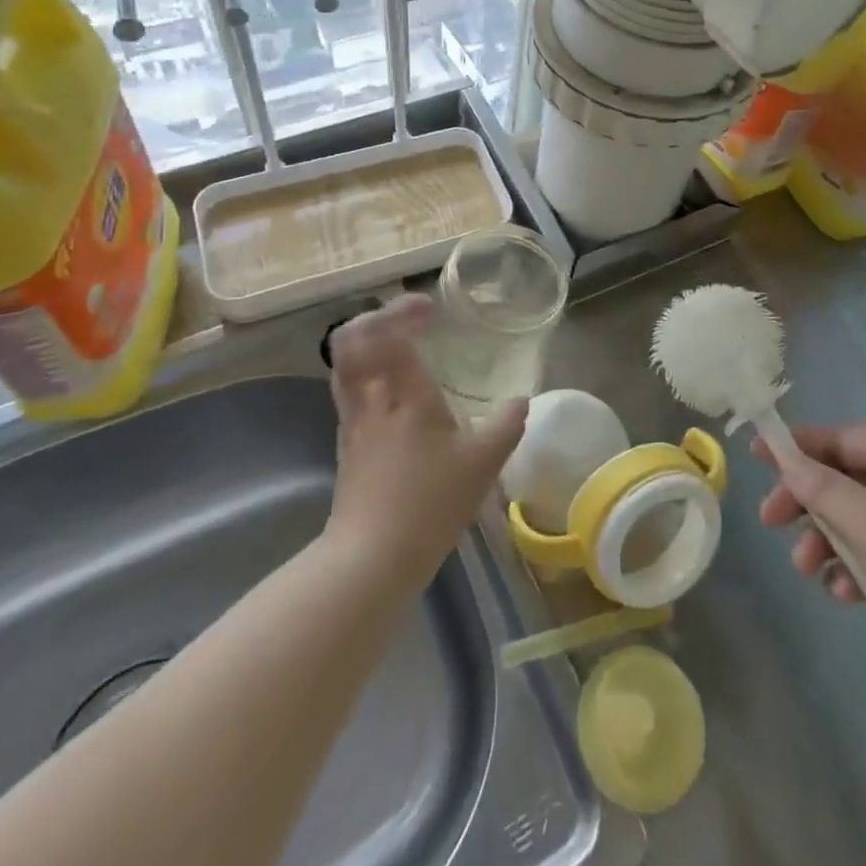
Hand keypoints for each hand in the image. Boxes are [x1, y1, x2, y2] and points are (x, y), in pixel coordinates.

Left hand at [326, 294, 526, 584]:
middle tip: (407, 319)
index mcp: (404, 393)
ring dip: (366, 344)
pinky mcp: (345, 443)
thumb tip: (521, 400)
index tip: (429, 308)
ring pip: (344, 364)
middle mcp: (371, 398)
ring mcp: (352, 420)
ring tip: (396, 345)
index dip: (404, 311)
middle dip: (376, 318)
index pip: (391, 333)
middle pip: (352, 340)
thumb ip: (507, 425)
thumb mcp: (483, 464)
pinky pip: (347, 389)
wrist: (372, 557)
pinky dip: (363, 372)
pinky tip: (388, 389)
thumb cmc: (430, 503)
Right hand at [756, 425, 865, 740]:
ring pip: (860, 521)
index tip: (755, 457)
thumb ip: (823, 490)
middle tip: (771, 523)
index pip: (842, 438)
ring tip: (809, 572)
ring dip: (829, 542)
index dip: (797, 447)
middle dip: (809, 502)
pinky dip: (857, 570)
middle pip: (847, 479)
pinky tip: (844, 596)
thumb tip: (783, 454)